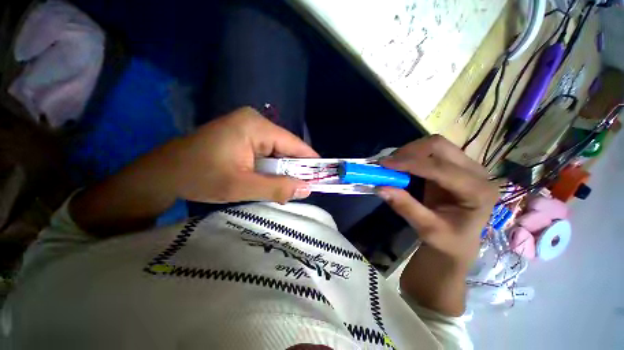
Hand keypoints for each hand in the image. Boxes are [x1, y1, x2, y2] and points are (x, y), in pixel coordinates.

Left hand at [69, 107, 317, 234]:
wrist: (162, 174)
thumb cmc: (198, 177)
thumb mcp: (240, 186)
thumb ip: (276, 188)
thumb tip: (307, 189)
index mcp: (255, 126)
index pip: (294, 144)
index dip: (310, 161)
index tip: (322, 176)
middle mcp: (255, 122)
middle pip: (286, 148)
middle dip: (295, 169)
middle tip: (303, 189)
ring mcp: (248, 128)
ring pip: (277, 152)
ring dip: (282, 171)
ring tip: (288, 188)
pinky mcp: (243, 137)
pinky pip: (266, 153)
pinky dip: (272, 168)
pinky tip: (271, 181)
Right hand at [378, 135, 497, 269]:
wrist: (459, 240)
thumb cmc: (448, 240)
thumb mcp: (427, 229)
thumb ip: (405, 207)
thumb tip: (380, 187)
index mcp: (477, 192)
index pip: (440, 168)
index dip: (410, 163)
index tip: (383, 164)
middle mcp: (476, 172)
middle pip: (439, 146)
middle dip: (409, 152)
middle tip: (388, 164)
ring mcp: (466, 166)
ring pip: (434, 145)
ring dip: (409, 152)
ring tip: (393, 166)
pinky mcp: (454, 165)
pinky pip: (431, 151)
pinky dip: (412, 155)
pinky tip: (402, 166)